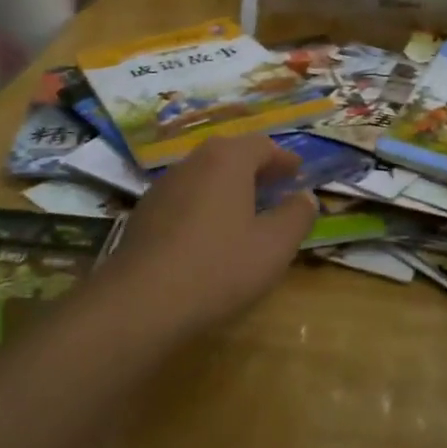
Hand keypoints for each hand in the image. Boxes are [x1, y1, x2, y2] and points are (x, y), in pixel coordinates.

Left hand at [101, 134, 317, 335]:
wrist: (140, 302)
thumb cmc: (219, 267)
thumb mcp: (274, 246)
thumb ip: (296, 216)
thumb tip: (306, 196)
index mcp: (227, 160)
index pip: (261, 145)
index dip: (283, 159)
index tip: (298, 174)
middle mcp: (192, 162)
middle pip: (229, 155)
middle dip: (255, 169)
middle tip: (275, 187)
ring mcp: (163, 187)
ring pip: (204, 176)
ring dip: (228, 187)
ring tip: (246, 211)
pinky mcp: (144, 214)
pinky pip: (184, 198)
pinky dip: (204, 205)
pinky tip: (209, 235)